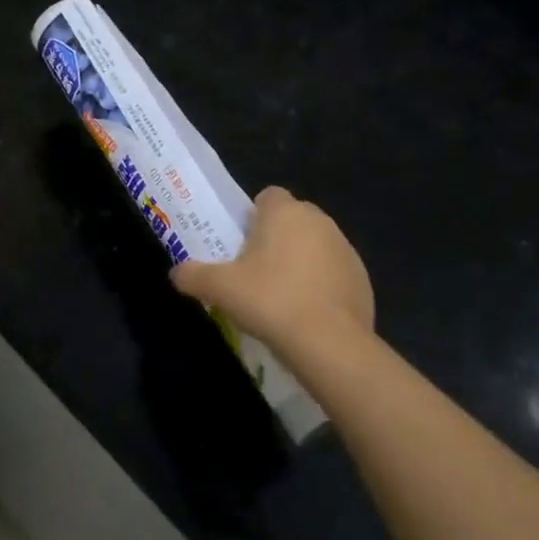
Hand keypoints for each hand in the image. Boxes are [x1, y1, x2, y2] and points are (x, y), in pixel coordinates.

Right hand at [172, 186, 373, 351]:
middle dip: (275, 238)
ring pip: (314, 246)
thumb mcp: (218, 288)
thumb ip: (192, 275)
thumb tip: (176, 273)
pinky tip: (304, 313)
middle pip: (292, 220)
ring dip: (298, 261)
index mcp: (285, 212)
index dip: (252, 215)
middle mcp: (319, 221)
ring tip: (279, 296)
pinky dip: (319, 286)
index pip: (268, 196)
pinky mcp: (362, 279)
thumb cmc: (269, 299)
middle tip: (253, 271)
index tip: (240, 242)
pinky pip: (332, 273)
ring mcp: (345, 250)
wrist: (328, 343)